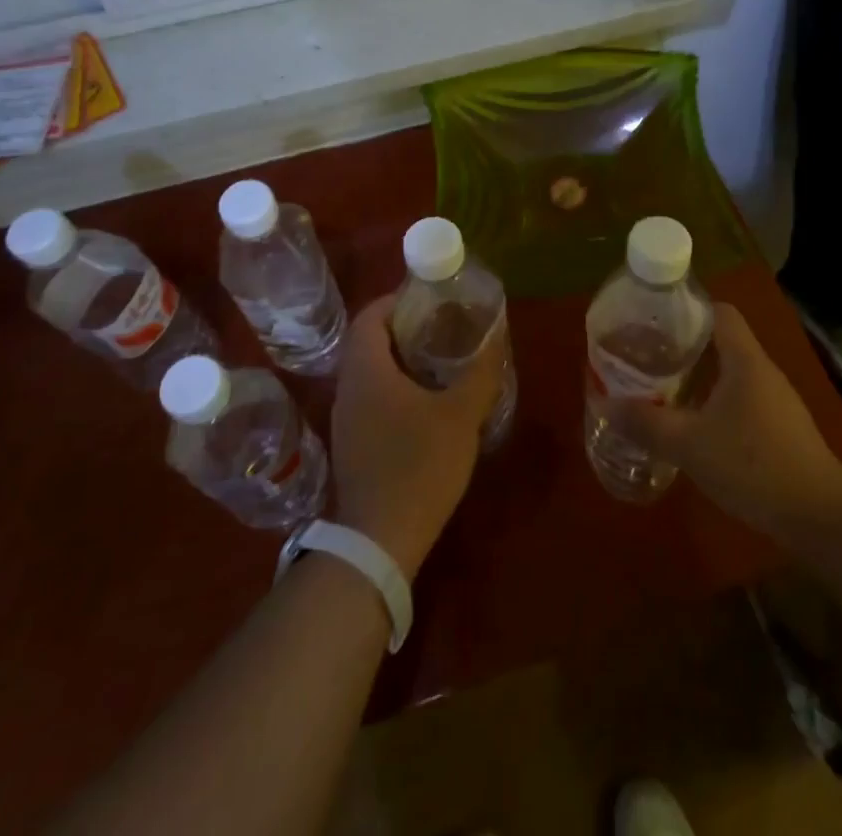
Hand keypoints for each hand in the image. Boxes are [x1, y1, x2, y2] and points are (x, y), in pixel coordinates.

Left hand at [329, 294, 502, 578]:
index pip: (369, 315)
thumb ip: (479, 372)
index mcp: (366, 370)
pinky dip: (395, 388)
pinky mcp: (353, 445)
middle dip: (404, 329)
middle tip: (443, 328)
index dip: (396, 300)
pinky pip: (371, 399)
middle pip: (369, 341)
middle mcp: (348, 388)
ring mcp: (346, 419)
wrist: (379, 542)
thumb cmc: (418, 466)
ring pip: (370, 372)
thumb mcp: (460, 415)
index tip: (429, 299)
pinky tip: (427, 405)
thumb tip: (495, 337)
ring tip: (441, 362)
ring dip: (401, 360)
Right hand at [611, 303, 841, 537]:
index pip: (719, 312)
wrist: (820, 516)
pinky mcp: (781, 428)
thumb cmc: (754, 465)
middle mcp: (763, 371)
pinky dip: (715, 400)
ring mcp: (776, 400)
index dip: (688, 308)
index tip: (654, 319)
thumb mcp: (690, 445)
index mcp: (745, 360)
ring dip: (699, 375)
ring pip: (731, 372)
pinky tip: (694, 424)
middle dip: (684, 345)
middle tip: (647, 355)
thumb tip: (604, 404)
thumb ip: (646, 423)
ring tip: (662, 386)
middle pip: (722, 341)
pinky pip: (741, 398)